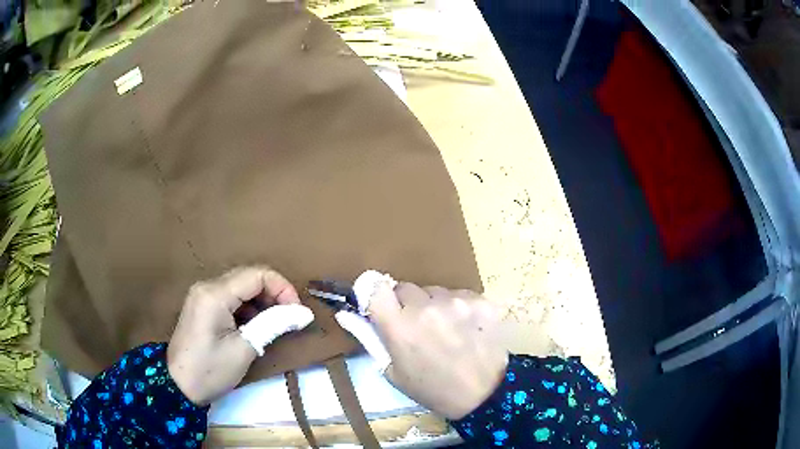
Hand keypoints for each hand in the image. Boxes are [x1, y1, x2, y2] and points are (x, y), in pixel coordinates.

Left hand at [167, 266, 312, 404]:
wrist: (178, 386)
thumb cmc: (210, 370)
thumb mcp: (244, 349)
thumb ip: (273, 324)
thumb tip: (304, 313)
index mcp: (215, 293)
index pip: (257, 274)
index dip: (282, 288)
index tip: (296, 312)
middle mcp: (207, 286)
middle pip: (249, 277)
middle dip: (274, 294)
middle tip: (289, 319)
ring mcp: (202, 295)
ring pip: (241, 286)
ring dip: (262, 301)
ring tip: (274, 325)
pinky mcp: (202, 306)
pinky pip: (231, 297)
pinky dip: (248, 308)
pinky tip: (255, 327)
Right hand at [367, 281, 507, 419]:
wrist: (484, 394)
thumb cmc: (432, 388)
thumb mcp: (393, 371)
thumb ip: (370, 338)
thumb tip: (345, 314)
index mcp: (399, 327)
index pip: (374, 285)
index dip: (375, 294)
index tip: (381, 306)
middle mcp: (426, 307)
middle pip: (405, 287)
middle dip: (405, 304)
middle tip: (416, 328)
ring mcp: (456, 301)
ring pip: (434, 291)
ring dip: (433, 305)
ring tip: (445, 331)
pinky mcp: (480, 300)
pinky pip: (459, 294)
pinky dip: (458, 307)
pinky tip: (465, 328)